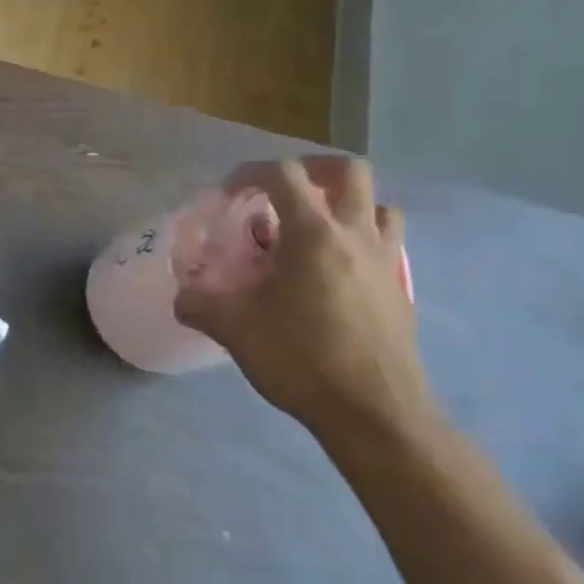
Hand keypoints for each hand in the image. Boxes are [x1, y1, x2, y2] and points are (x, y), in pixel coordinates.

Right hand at [174, 158, 434, 444]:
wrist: (375, 413)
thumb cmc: (300, 358)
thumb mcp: (232, 328)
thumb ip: (199, 304)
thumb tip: (182, 298)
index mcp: (313, 234)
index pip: (283, 174)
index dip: (249, 173)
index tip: (227, 195)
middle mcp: (355, 236)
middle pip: (348, 171)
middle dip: (311, 170)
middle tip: (281, 193)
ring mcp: (386, 262)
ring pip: (379, 206)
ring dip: (345, 204)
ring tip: (313, 228)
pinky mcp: (401, 291)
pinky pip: (387, 244)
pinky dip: (362, 240)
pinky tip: (335, 270)